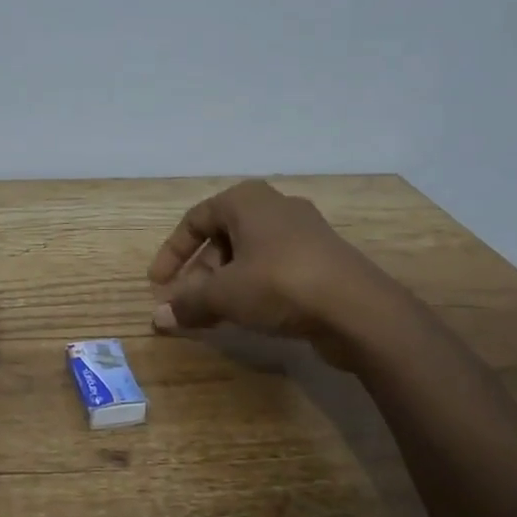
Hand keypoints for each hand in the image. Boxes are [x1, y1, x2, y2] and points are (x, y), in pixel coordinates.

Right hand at [147, 181, 382, 358]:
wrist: (359, 308)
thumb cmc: (280, 284)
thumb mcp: (225, 295)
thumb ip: (188, 303)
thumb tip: (158, 316)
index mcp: (246, 200)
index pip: (195, 220)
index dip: (172, 253)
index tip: (158, 283)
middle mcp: (274, 207)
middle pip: (222, 237)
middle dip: (199, 273)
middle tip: (187, 303)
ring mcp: (303, 232)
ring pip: (248, 255)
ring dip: (224, 283)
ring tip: (212, 315)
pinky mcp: (321, 259)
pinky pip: (273, 268)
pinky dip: (252, 287)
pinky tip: (247, 316)